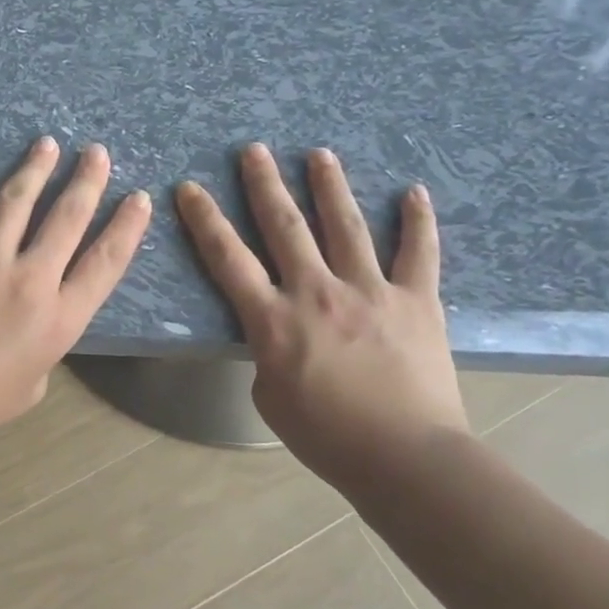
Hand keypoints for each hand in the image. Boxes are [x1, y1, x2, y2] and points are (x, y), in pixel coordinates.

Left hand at [0, 137, 152, 452]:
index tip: (139, 198)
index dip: (126, 228)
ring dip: (36, 168)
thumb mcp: (34, 382)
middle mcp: (30, 280)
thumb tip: (37, 318)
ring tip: (47, 143)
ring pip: (17, 201)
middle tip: (97, 153)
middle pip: (67, 219)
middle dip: (87, 181)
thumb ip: (45, 343)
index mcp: (60, 318)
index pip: (105, 263)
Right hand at [175, 145, 466, 475]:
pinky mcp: (417, 301)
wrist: (405, 458)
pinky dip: (418, 222)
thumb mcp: (269, 396)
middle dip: (265, 184)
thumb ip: (267, 354)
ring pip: (346, 226)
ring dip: (329, 186)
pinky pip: (419, 253)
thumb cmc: (326, 436)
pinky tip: (414, 192)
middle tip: (254, 150)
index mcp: (273, 319)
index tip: (190, 188)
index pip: (227, 258)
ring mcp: (370, 291)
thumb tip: (278, 334)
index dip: (205, 220)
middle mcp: (317, 292)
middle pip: (284, 227)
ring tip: (320, 154)